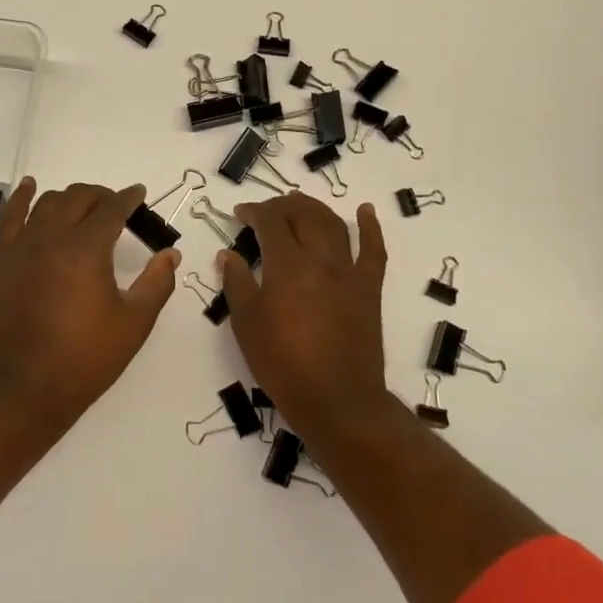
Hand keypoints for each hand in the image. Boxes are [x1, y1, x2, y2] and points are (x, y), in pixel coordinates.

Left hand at [0, 178, 178, 428]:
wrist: (27, 387)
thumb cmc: (86, 358)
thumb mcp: (134, 323)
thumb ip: (157, 283)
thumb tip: (171, 254)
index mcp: (87, 249)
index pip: (112, 208)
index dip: (128, 198)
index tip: (139, 194)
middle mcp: (53, 237)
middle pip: (79, 197)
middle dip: (101, 195)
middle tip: (116, 207)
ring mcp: (24, 245)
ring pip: (47, 202)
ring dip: (70, 198)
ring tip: (83, 206)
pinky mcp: (4, 258)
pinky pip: (10, 216)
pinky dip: (21, 197)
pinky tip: (29, 186)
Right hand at [219, 194, 388, 441]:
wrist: (337, 400)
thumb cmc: (283, 363)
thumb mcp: (246, 324)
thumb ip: (237, 282)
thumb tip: (229, 254)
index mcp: (287, 265)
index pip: (270, 221)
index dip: (254, 211)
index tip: (240, 215)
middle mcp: (320, 258)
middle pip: (302, 214)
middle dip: (282, 205)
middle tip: (266, 211)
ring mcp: (349, 272)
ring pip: (334, 224)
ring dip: (314, 208)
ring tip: (299, 202)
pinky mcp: (369, 289)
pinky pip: (373, 251)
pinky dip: (370, 227)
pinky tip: (365, 211)